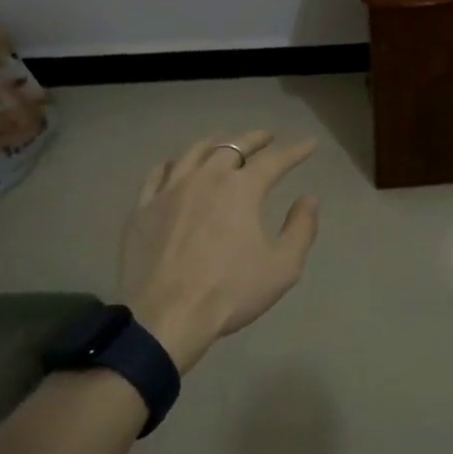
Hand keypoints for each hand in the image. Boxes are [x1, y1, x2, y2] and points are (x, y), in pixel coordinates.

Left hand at [119, 131, 320, 372]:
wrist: (167, 316)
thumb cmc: (230, 292)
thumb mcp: (283, 267)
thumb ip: (301, 229)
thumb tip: (308, 199)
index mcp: (242, 188)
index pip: (275, 161)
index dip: (295, 151)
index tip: (309, 144)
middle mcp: (206, 177)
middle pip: (233, 147)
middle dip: (254, 139)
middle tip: (266, 137)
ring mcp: (170, 190)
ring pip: (194, 153)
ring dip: (215, 144)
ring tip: (224, 143)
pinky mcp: (144, 207)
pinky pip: (159, 174)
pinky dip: (174, 164)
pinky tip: (177, 166)